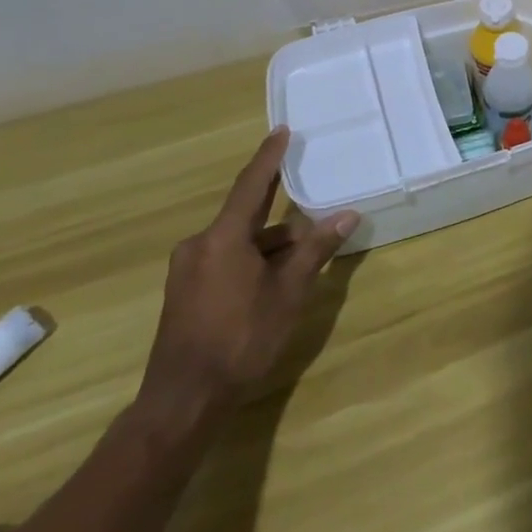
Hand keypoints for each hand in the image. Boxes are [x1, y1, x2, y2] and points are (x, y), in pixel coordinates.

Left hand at [137, 129, 359, 426]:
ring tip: (306, 255)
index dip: (269, 157)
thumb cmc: (241, 339)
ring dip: (271, 245)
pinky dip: (254, 260)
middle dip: (282, 214)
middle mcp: (199, 245)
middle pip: (248, 216)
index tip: (282, 131)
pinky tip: (277, 279)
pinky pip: (226, 260)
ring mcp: (189, 270)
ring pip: (239, 242)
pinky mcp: (186, 292)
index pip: (252, 184)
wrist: (184, 400)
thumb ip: (315, 250)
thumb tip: (347, 215)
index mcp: (222, 237)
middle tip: (311, 201)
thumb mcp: (288, 292)